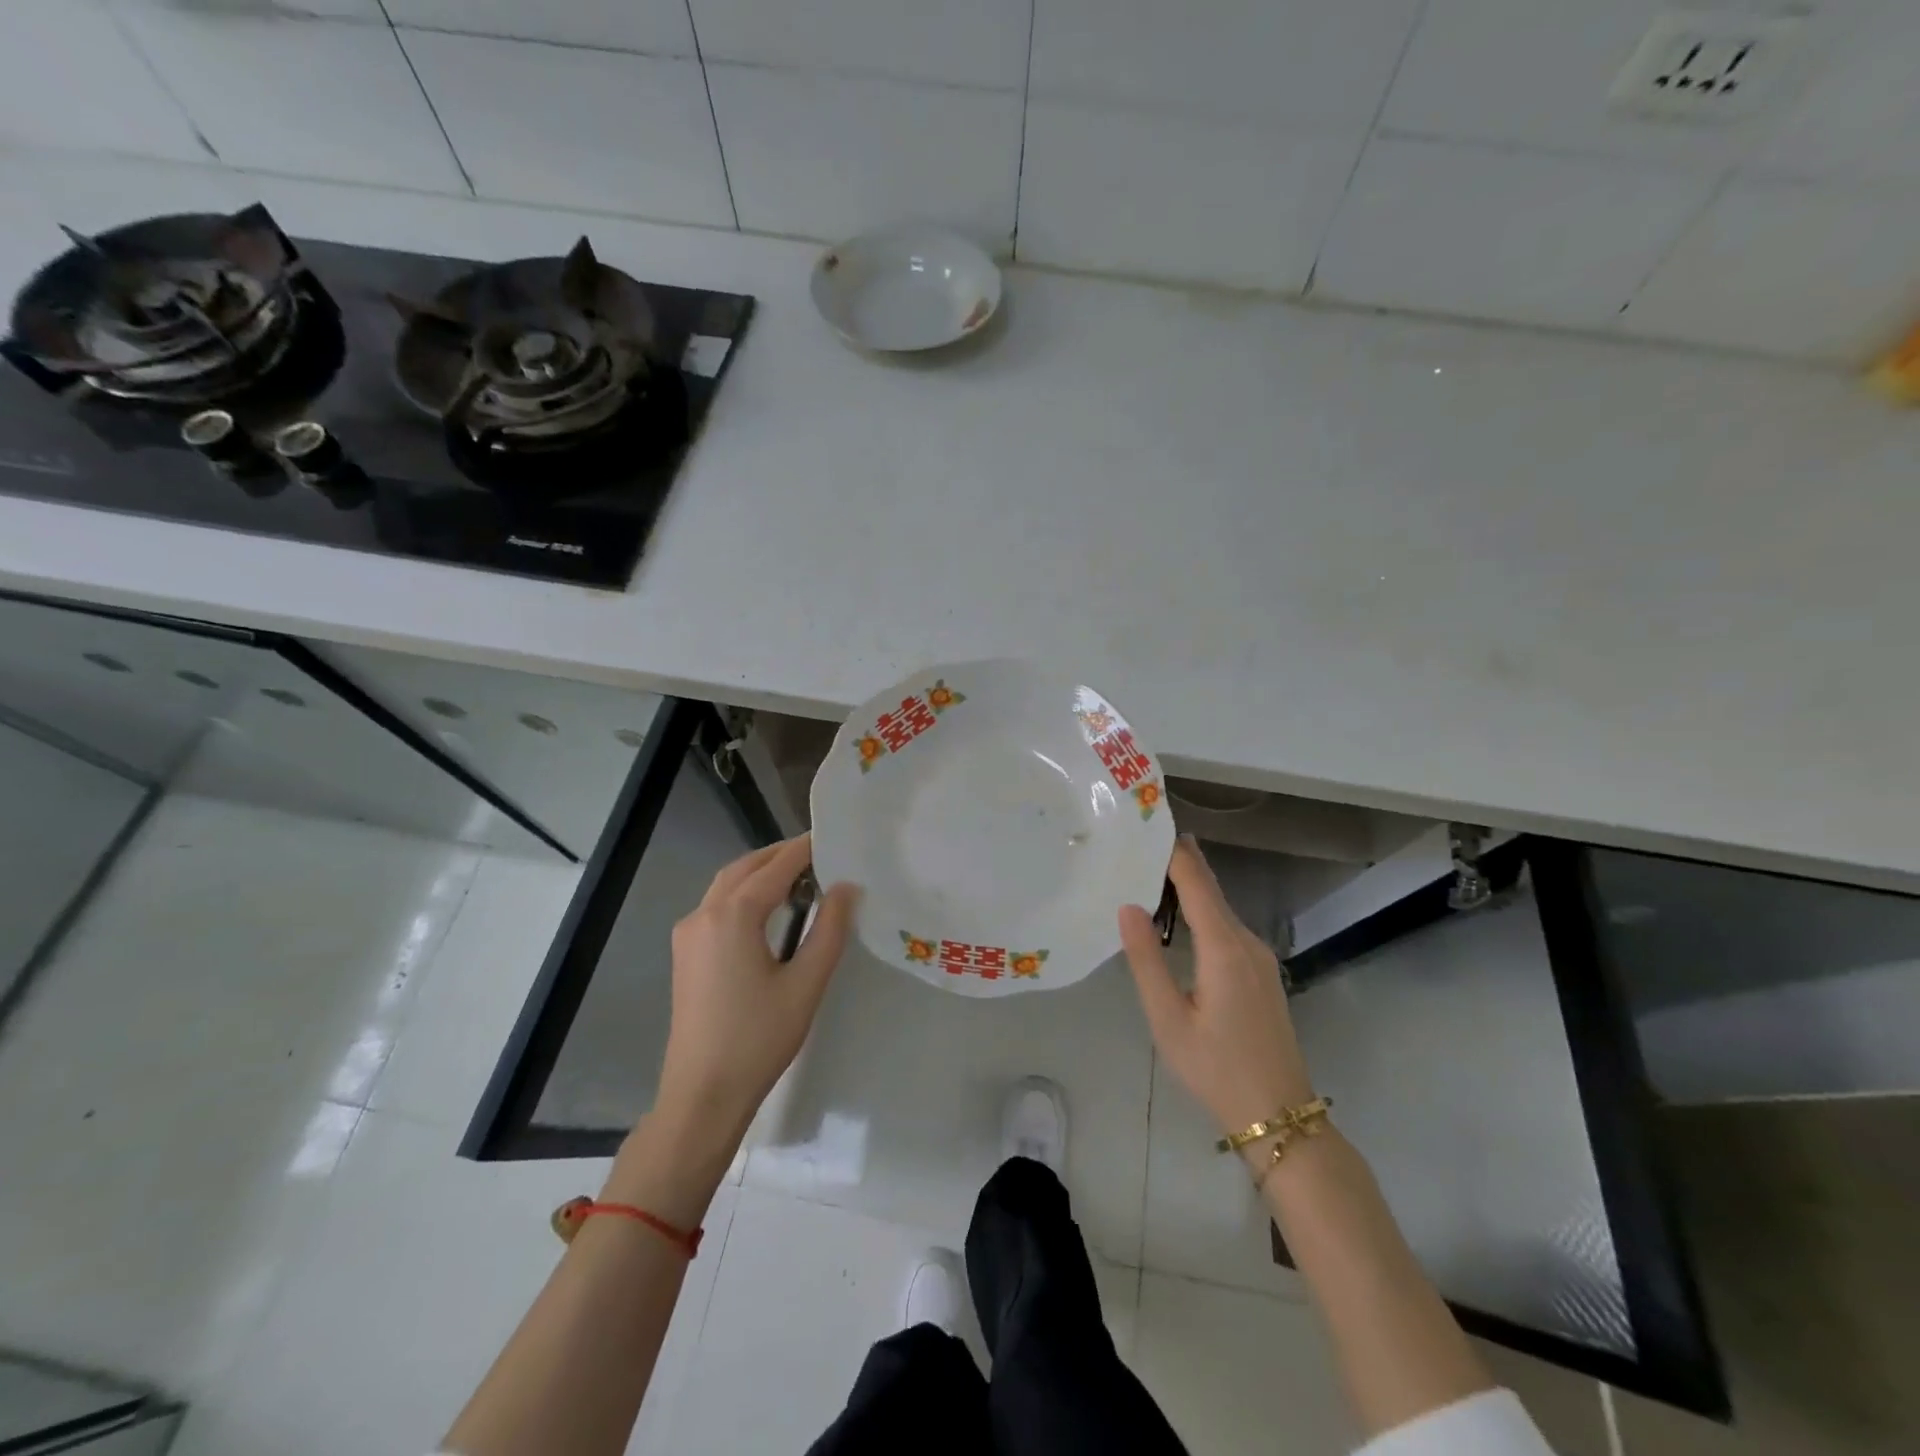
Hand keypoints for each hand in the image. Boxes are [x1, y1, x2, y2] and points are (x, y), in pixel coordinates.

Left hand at [656, 834, 857, 1138]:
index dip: (806, 849)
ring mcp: (689, 933)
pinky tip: (771, 908)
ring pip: (727, 884)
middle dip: (782, 855)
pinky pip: (717, 905)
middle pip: (746, 867)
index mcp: (733, 916)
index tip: (834, 837)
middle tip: (822, 855)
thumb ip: (829, 929)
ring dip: (761, 872)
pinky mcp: (686, 952)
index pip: (776, 867)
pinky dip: (745, 892)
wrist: (702, 1095)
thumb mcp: (806, 984)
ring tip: (802, 876)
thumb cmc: (758, 1039)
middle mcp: (704, 913)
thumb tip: (846, 887)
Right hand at [1119, 837, 1315, 1157]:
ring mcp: (1260, 956)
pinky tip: (1177, 918)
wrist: (1279, 1116)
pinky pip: (1227, 927)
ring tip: (1146, 875)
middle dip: (1177, 863)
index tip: (1146, 825)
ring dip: (1187, 888)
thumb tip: (1128, 906)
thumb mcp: (1168, 1019)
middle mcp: (1247, 941)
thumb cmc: (1216, 1069)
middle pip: (1209, 889)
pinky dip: (1201, 911)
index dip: (1173, 851)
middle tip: (1136, 845)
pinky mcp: (1262, 972)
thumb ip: (1146, 960)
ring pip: (1220, 907)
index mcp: (1224, 947)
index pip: (1195, 882)